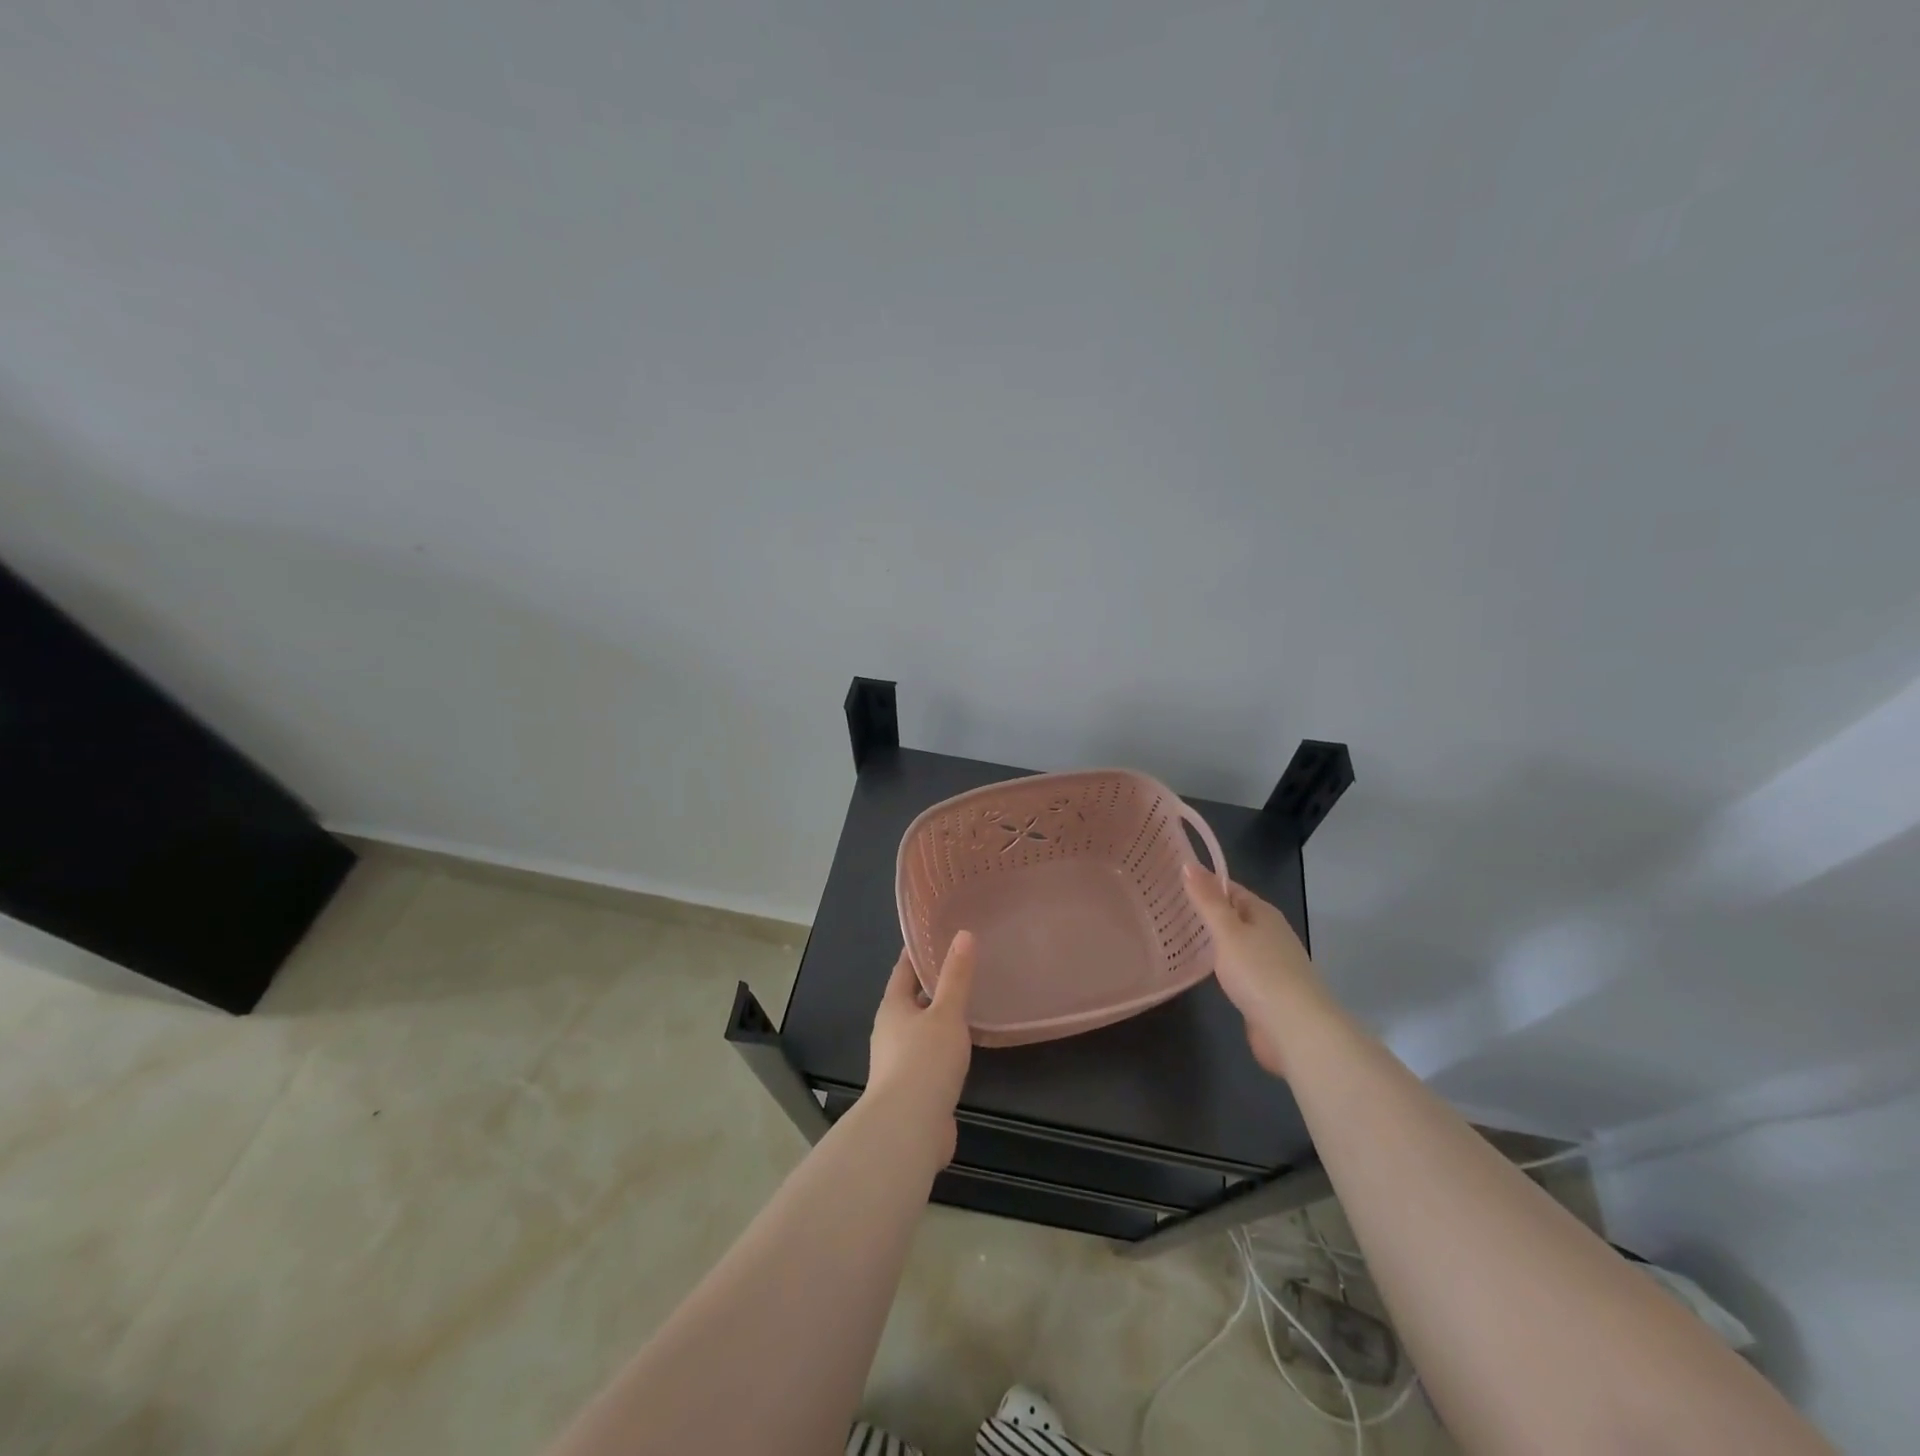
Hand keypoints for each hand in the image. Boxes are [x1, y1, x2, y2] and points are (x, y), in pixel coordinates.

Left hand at [867, 932, 976, 1163]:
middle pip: (912, 1000)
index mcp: (893, 1007)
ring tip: (969, 1003)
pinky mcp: (913, 1089)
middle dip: (932, 984)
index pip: (904, 969)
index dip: (919, 952)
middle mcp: (891, 1031)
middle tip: (961, 965)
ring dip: (940, 1018)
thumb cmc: (924, 1061)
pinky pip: (931, 1057)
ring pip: (922, 1030)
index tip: (937, 933)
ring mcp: (899, 1062)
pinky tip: (965, 1047)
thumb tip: (963, 935)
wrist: (908, 1129)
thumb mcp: (946, 1013)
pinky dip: (946, 1047)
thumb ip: (956, 977)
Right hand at [1183, 864, 1328, 1078]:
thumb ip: (1207, 900)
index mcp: (1263, 913)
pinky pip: (1237, 967)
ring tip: (1175, 935)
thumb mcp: (1228, 931)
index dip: (1203, 883)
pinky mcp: (1265, 991)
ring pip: (1234, 943)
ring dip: (1211, 939)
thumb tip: (1188, 863)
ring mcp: (1269, 963)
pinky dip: (1219, 964)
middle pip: (1233, 915)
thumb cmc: (1260, 972)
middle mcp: (1269, 933)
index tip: (1171, 881)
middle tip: (1167, 908)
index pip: (1229, 888)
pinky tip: (1201, 968)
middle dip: (1205, 911)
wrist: (1296, 1030)